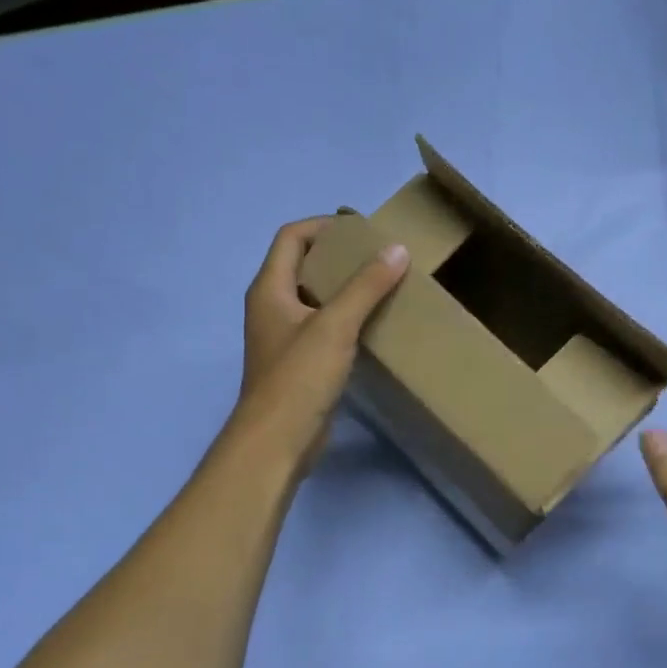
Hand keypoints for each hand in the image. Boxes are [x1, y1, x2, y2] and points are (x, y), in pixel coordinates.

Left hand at [235, 217, 408, 467]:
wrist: (278, 442)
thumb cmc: (299, 377)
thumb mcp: (335, 326)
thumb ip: (366, 286)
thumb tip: (397, 249)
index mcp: (269, 288)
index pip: (292, 237)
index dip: (324, 225)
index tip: (362, 230)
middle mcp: (272, 306)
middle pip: (302, 264)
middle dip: (339, 255)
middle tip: (379, 255)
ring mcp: (284, 336)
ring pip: (315, 296)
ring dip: (345, 287)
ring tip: (383, 284)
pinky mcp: (299, 362)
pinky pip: (323, 326)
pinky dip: (346, 317)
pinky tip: (374, 323)